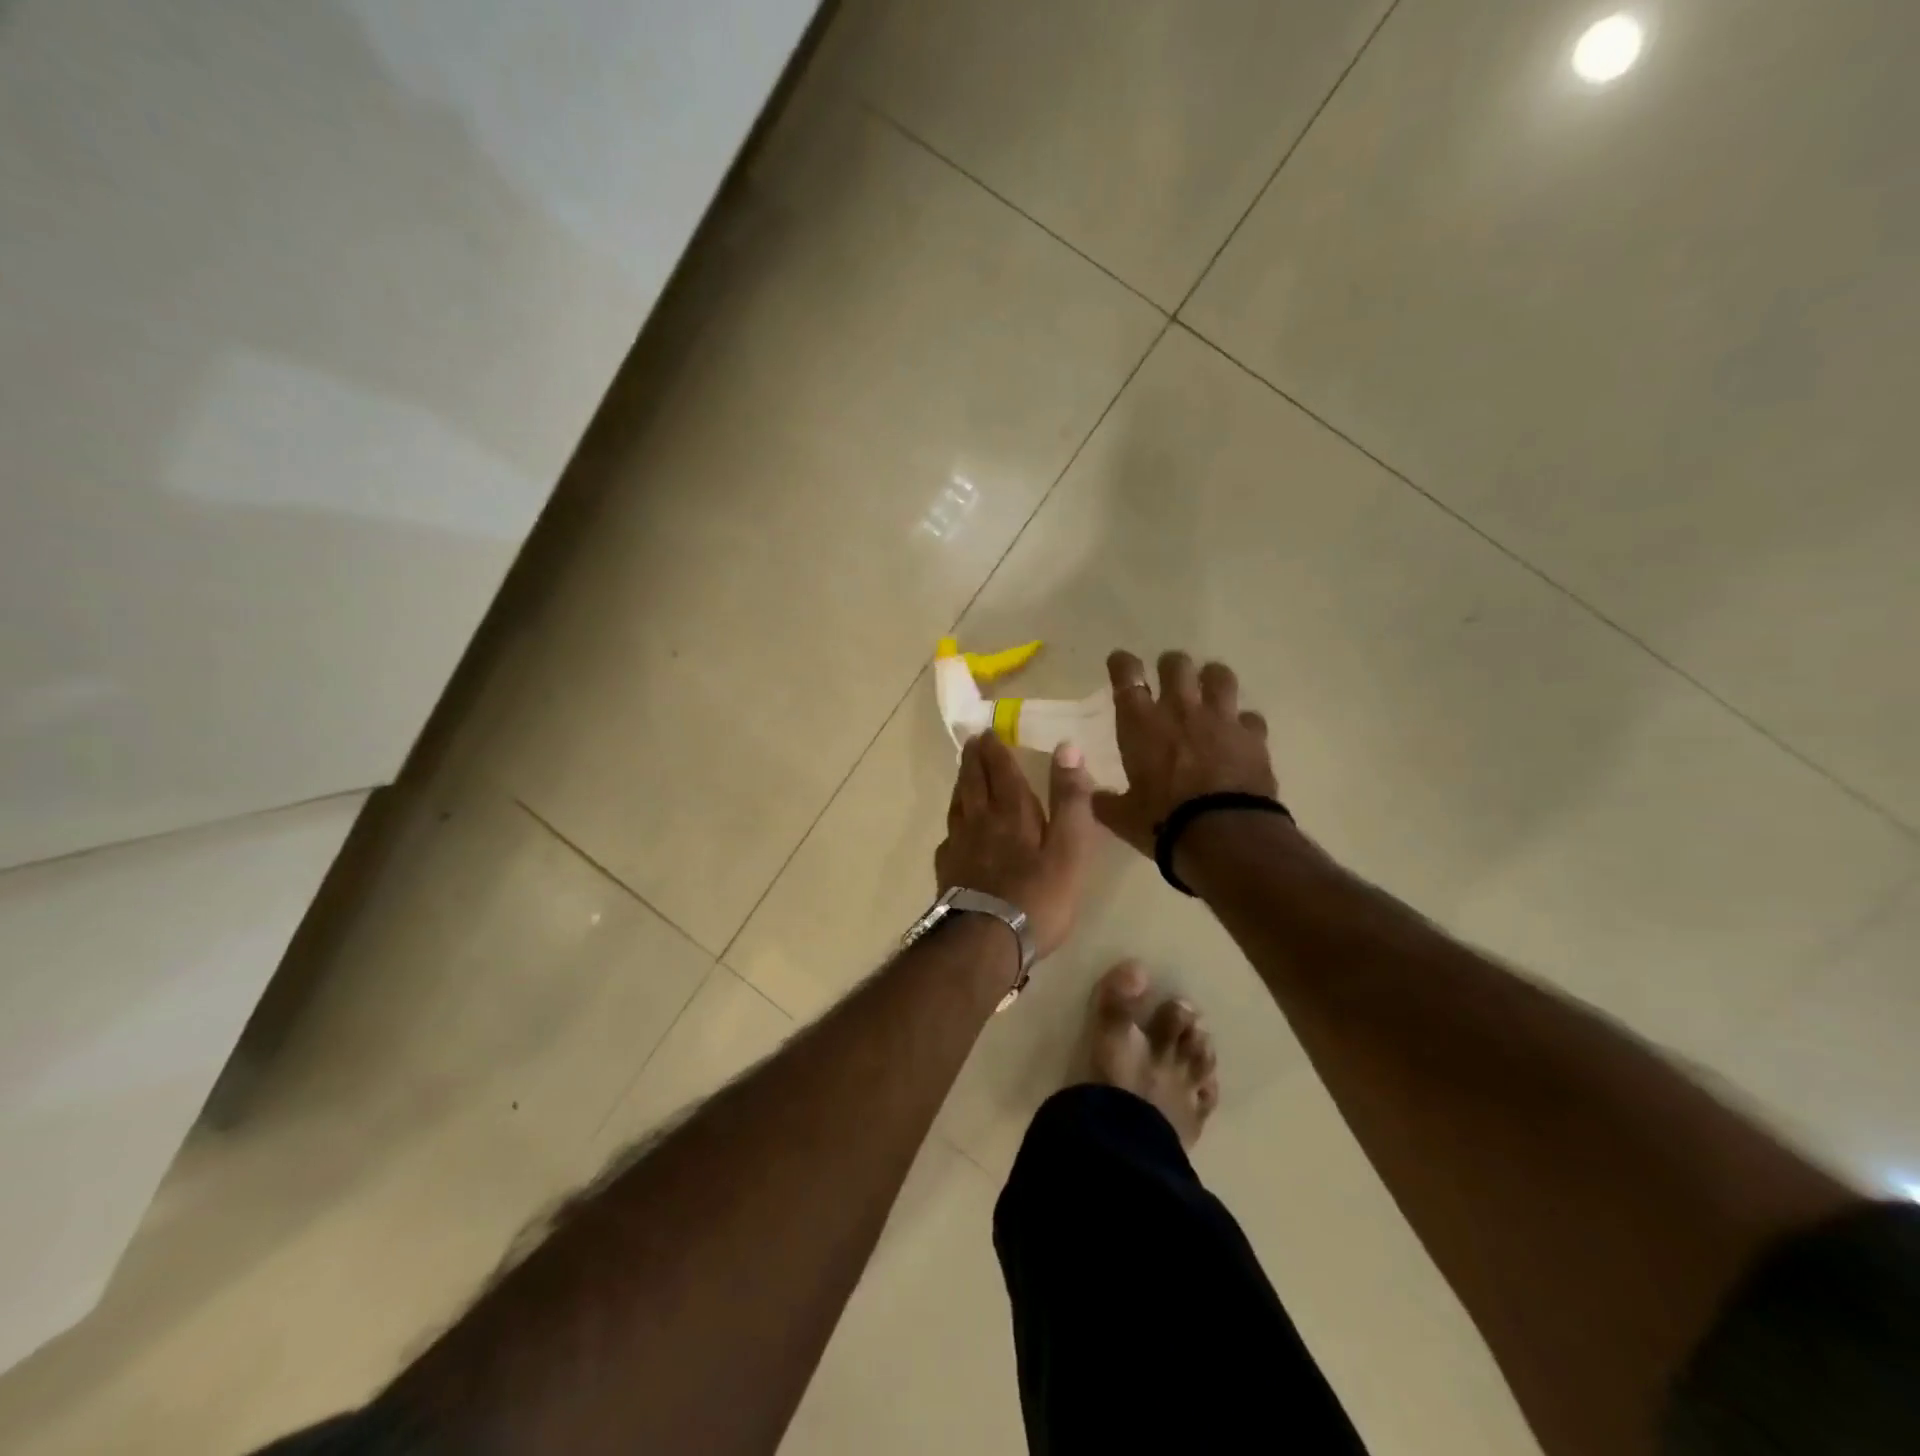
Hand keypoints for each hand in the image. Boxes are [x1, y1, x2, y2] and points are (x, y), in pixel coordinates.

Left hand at [936, 733, 1097, 958]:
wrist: (986, 941)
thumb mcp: (1069, 847)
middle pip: (973, 782)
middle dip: (974, 760)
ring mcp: (960, 847)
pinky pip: (949, 836)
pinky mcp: (948, 872)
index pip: (1001, 770)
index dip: (995, 750)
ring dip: (962, 785)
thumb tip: (1067, 747)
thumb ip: (1070, 799)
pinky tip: (956, 832)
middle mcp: (981, 821)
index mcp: (1012, 812)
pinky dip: (954, 824)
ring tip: (964, 776)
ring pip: (958, 805)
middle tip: (972, 743)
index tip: (988, 731)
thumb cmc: (1037, 896)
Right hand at [1090, 649, 1278, 858]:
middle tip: (1168, 676)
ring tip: (1209, 689)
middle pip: (1177, 665)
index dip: (1122, 663)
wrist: (1222, 835)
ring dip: (1212, 678)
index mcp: (1141, 724)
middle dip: (1171, 665)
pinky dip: (1244, 723)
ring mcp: (1221, 720)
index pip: (1127, 677)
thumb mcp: (1122, 817)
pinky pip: (1250, 717)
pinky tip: (1240, 733)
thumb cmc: (1162, 823)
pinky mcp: (1253, 737)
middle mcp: (1180, 710)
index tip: (1121, 661)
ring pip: (1219, 676)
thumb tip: (1096, 798)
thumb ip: (1107, 802)